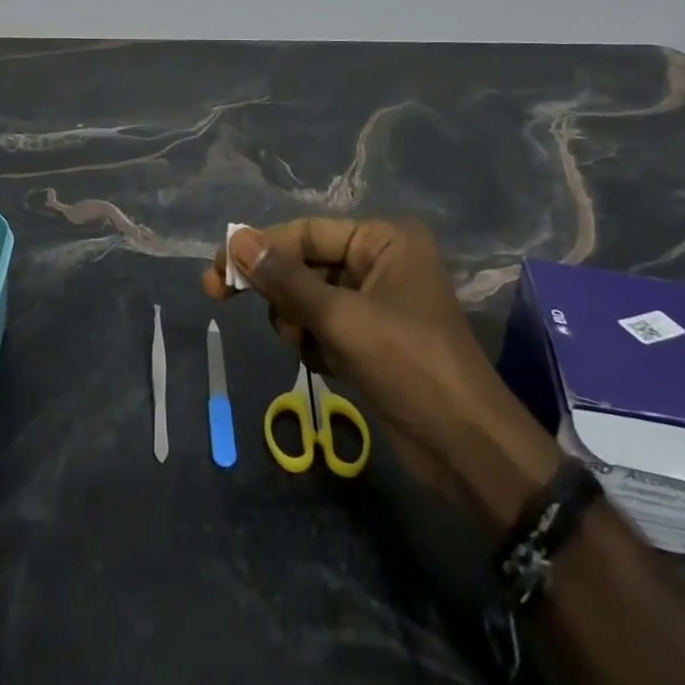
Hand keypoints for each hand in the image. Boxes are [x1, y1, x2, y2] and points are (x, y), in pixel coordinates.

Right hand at [205, 218, 557, 517]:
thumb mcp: (342, 319)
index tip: (215, 269)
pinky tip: (327, 365)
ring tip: (308, 346)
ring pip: (308, 298)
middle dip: (277, 290)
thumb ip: (285, 279)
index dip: (258, 248)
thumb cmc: (410, 367)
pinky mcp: (372, 339)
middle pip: (304, 264)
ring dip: (297, 321)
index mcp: (384, 240)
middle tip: (219, 298)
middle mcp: (380, 262)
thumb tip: (236, 240)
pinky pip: (323, 326)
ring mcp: (376, 302)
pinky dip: (314, 343)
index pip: (306, 233)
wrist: (469, 452)